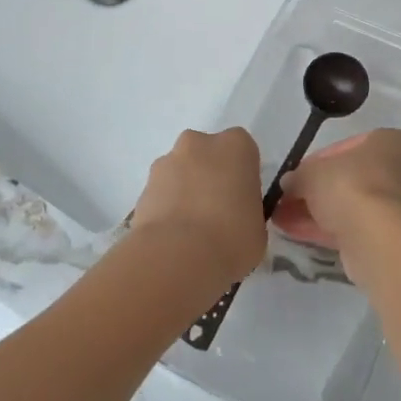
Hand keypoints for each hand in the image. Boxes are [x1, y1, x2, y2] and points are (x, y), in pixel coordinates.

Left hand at [130, 128, 266, 288]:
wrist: (177, 257)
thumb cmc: (231, 237)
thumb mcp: (257, 228)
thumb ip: (247, 212)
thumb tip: (235, 220)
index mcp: (236, 146)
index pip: (243, 152)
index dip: (242, 177)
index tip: (241, 202)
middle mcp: (200, 143)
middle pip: (207, 155)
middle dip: (209, 177)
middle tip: (216, 215)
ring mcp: (167, 162)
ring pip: (180, 172)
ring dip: (184, 193)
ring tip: (190, 233)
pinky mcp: (143, 187)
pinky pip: (161, 194)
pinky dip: (165, 210)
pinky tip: (172, 239)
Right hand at [273, 128, 400, 266]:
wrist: (380, 238)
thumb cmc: (351, 186)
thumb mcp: (312, 173)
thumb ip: (299, 175)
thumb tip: (289, 182)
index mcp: (388, 142)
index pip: (346, 147)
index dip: (316, 161)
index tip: (296, 175)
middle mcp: (400, 170)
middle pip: (348, 178)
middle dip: (315, 190)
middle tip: (287, 200)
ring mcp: (397, 206)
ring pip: (349, 205)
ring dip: (315, 212)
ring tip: (282, 219)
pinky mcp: (390, 237)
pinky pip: (352, 227)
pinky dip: (325, 229)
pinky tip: (295, 234)